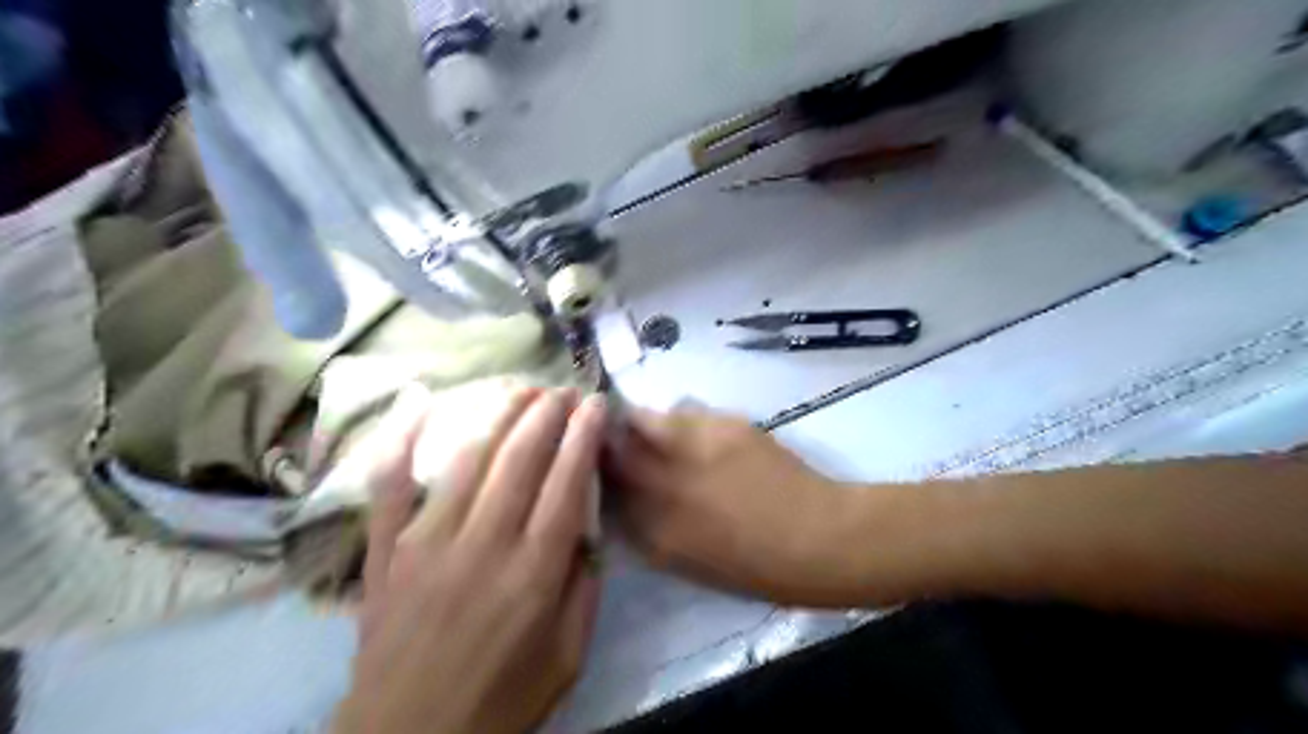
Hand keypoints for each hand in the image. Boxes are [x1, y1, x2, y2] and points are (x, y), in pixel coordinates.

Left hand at [331, 387, 604, 730]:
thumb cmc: (500, 702)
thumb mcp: (568, 658)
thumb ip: (584, 589)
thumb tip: (588, 529)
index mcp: (533, 574)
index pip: (566, 484)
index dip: (583, 437)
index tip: (596, 404)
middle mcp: (483, 545)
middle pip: (520, 460)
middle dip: (547, 414)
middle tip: (563, 388)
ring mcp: (427, 544)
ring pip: (468, 460)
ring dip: (499, 417)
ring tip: (522, 390)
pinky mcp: (386, 553)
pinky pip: (390, 486)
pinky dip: (402, 439)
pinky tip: (418, 401)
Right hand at [604, 405, 841, 605]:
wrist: (814, 537)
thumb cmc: (753, 564)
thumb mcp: (684, 558)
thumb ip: (645, 526)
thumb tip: (624, 493)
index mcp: (652, 525)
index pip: (603, 483)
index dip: (594, 466)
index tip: (596, 461)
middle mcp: (663, 480)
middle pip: (615, 442)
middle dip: (608, 436)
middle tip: (618, 437)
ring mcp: (693, 447)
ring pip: (647, 418)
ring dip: (644, 422)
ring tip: (664, 434)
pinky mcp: (723, 424)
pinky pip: (686, 412)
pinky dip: (684, 420)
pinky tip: (704, 436)